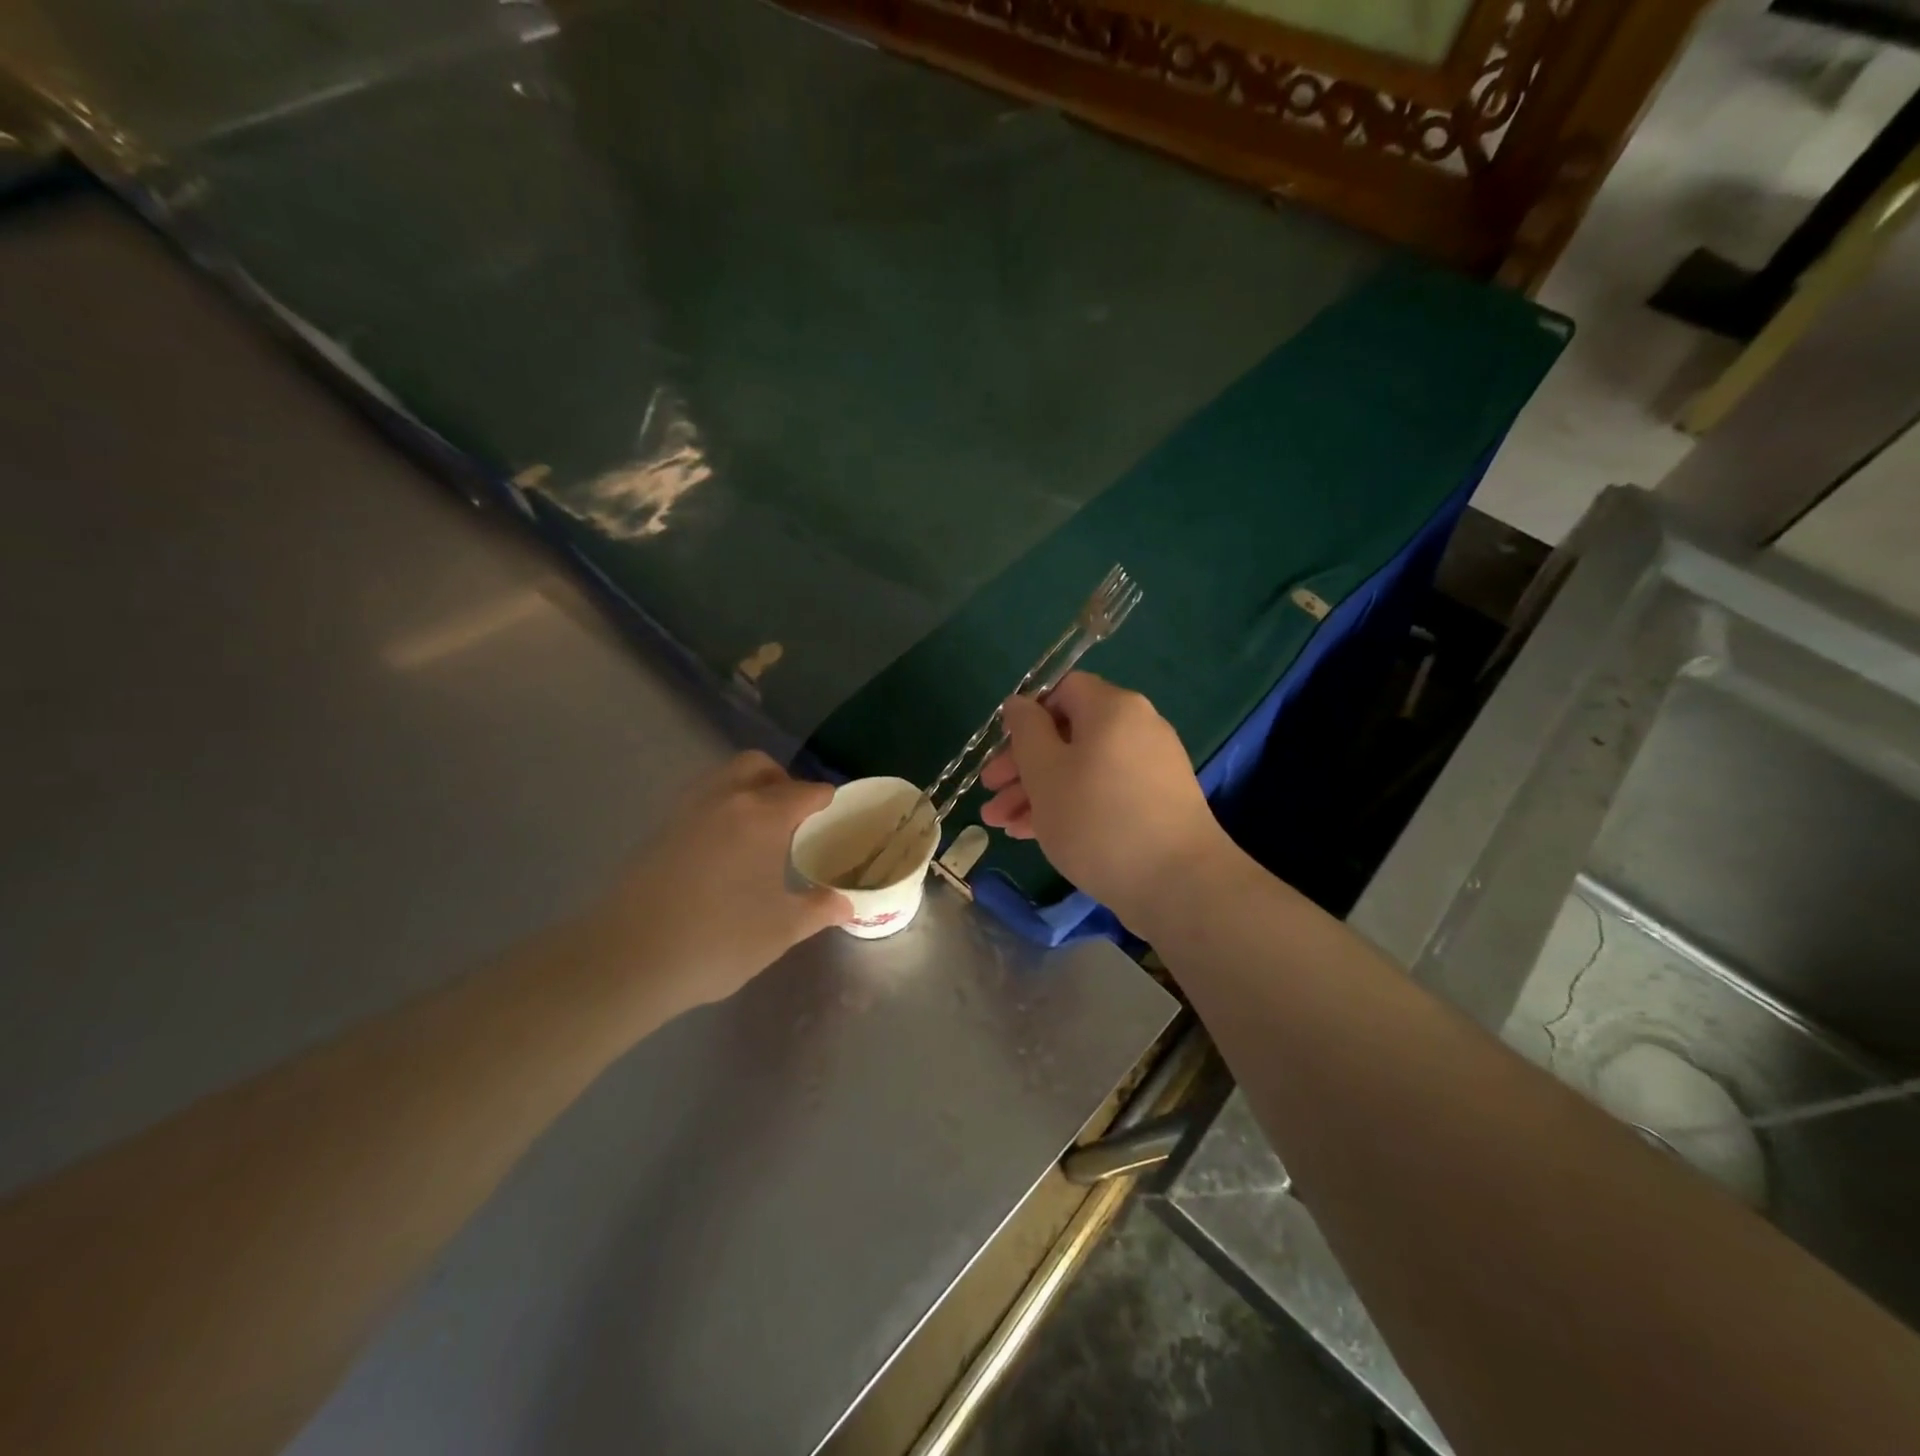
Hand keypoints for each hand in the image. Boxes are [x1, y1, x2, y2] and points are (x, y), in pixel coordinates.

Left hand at [582, 752, 851, 1013]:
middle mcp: (725, 799)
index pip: (805, 792)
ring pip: (723, 777)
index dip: (825, 801)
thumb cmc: (718, 940)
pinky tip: (722, 850)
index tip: (833, 817)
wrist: (628, 958)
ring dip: (746, 790)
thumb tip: (844, 903)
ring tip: (758, 831)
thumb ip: (817, 909)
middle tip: (794, 816)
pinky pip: (699, 800)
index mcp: (763, 815)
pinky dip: (719, 808)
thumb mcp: (780, 930)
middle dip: (782, 781)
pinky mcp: (658, 829)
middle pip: (758, 766)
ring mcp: (686, 810)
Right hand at [979, 673, 1228, 930]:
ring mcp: (1151, 767)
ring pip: (1081, 769)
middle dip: (1023, 765)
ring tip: (1002, 825)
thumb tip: (1019, 703)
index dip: (1027, 715)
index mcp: (1112, 708)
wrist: (1178, 883)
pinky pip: (1103, 793)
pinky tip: (1035, 835)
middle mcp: (1137, 728)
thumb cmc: (1097, 819)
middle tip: (990, 793)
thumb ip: (1026, 730)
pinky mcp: (1156, 804)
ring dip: (1039, 792)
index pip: (1062, 689)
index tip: (1002, 749)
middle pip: (1068, 734)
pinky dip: (1070, 806)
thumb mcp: (1044, 771)